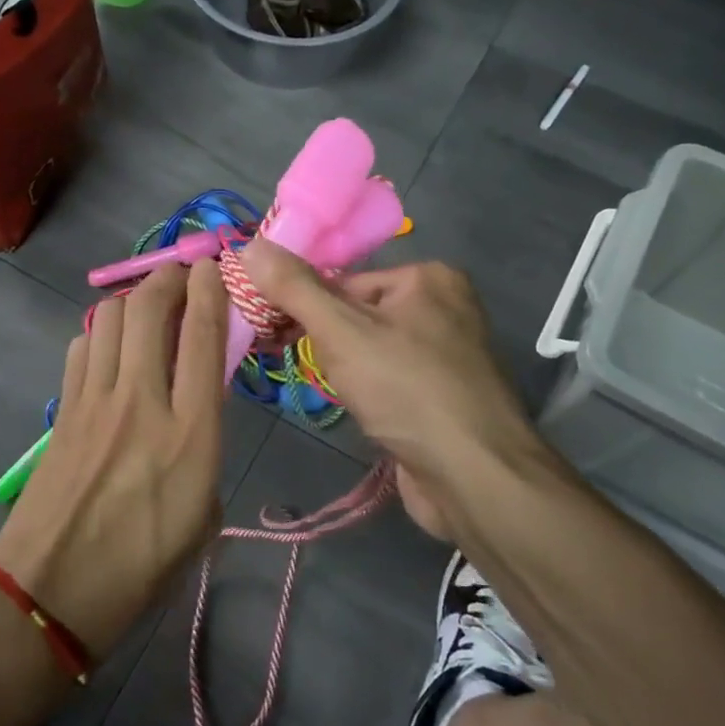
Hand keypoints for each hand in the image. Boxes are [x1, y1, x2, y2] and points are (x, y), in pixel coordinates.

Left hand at [0, 260, 226, 658]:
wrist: (50, 592)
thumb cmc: (142, 568)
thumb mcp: (204, 515)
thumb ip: (205, 450)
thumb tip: (197, 409)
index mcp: (190, 434)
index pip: (202, 336)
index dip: (211, 288)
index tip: (215, 266)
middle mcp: (142, 401)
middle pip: (150, 307)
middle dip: (170, 277)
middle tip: (183, 276)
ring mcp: (94, 400)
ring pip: (111, 316)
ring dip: (135, 300)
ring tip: (150, 309)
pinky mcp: (62, 409)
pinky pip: (82, 346)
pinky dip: (102, 333)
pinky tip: (111, 348)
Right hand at [241, 241, 543, 492]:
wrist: (475, 478)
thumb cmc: (407, 390)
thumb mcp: (341, 331)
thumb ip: (294, 288)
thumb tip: (249, 246)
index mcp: (428, 277)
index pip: (343, 280)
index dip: (303, 305)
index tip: (271, 331)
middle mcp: (445, 308)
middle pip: (357, 314)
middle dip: (325, 342)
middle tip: (296, 363)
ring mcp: (449, 355)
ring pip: (371, 350)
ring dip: (344, 371)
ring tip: (337, 393)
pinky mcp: (445, 396)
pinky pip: (391, 379)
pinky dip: (370, 392)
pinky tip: (362, 412)